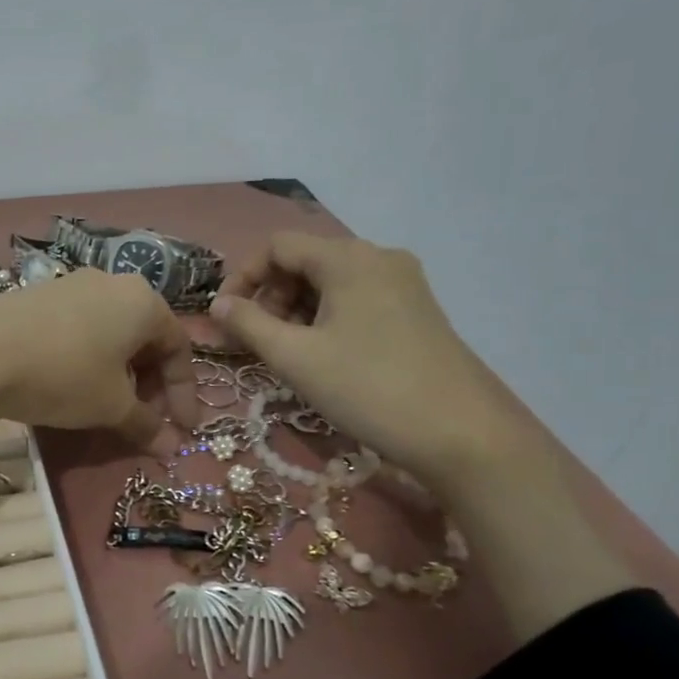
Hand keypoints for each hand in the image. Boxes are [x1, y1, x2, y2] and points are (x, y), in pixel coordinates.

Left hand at [0, 269, 195, 445]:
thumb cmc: (64, 375)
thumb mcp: (111, 406)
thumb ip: (146, 424)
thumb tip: (171, 447)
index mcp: (143, 301)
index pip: (178, 347)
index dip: (183, 393)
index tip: (180, 430)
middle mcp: (112, 283)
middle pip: (145, 337)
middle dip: (151, 384)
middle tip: (144, 420)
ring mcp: (71, 285)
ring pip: (111, 333)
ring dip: (120, 373)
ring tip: (109, 407)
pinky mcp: (38, 296)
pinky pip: (80, 329)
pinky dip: (89, 359)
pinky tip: (72, 386)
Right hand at [209, 233, 529, 494]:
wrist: (461, 433)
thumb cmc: (368, 388)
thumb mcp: (295, 357)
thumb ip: (248, 324)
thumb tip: (218, 305)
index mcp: (348, 258)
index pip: (278, 246)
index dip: (243, 276)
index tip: (224, 317)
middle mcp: (378, 257)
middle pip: (306, 260)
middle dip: (270, 295)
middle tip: (255, 340)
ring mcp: (403, 283)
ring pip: (331, 281)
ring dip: (296, 309)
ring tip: (286, 352)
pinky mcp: (416, 310)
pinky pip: (357, 299)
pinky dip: (327, 317)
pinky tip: (322, 355)